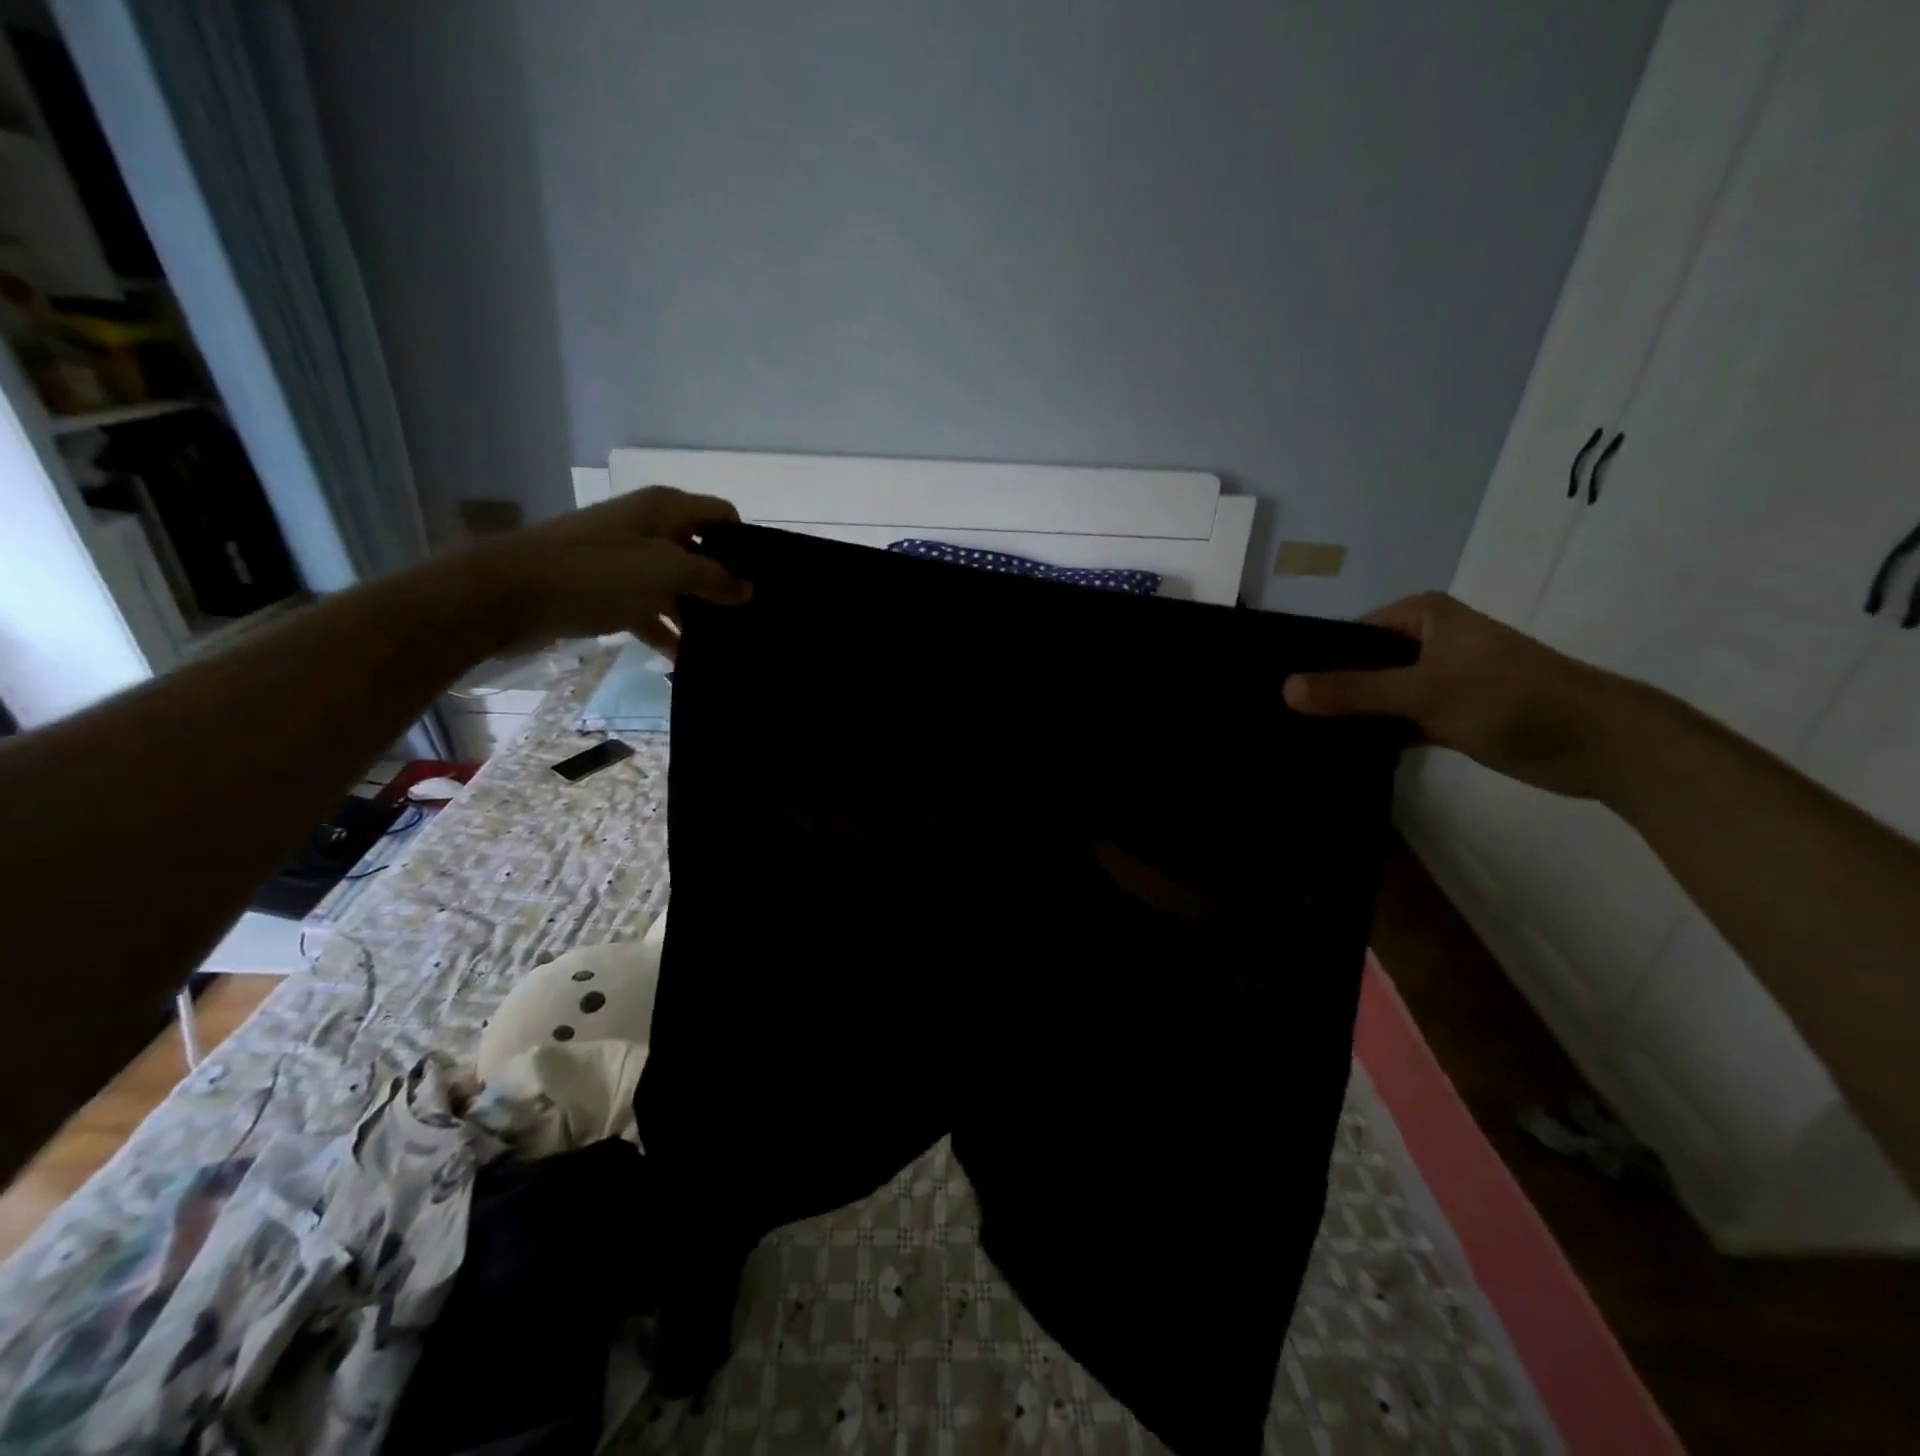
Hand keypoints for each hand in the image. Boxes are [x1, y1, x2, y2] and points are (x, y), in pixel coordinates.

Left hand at [463, 487, 750, 656]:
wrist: (512, 593)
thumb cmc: (596, 570)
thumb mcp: (665, 569)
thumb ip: (712, 577)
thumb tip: (748, 589)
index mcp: (666, 510)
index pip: (722, 516)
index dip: (745, 543)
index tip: (766, 579)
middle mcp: (651, 530)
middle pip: (702, 552)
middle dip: (726, 582)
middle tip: (755, 617)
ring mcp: (629, 563)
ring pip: (678, 586)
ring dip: (699, 613)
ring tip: (730, 644)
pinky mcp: (612, 593)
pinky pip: (652, 612)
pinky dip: (668, 632)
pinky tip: (687, 660)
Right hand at [1282, 592, 1629, 798]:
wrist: (1599, 744)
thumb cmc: (1512, 699)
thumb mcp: (1424, 692)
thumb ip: (1353, 691)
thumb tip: (1284, 689)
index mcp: (1421, 617)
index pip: (1347, 634)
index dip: (1312, 661)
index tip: (1270, 691)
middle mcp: (1426, 641)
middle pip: (1359, 665)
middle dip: (1325, 691)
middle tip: (1275, 719)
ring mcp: (1437, 680)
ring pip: (1376, 695)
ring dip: (1347, 716)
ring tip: (1293, 737)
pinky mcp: (1447, 714)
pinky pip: (1394, 720)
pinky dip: (1373, 734)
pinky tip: (1334, 752)